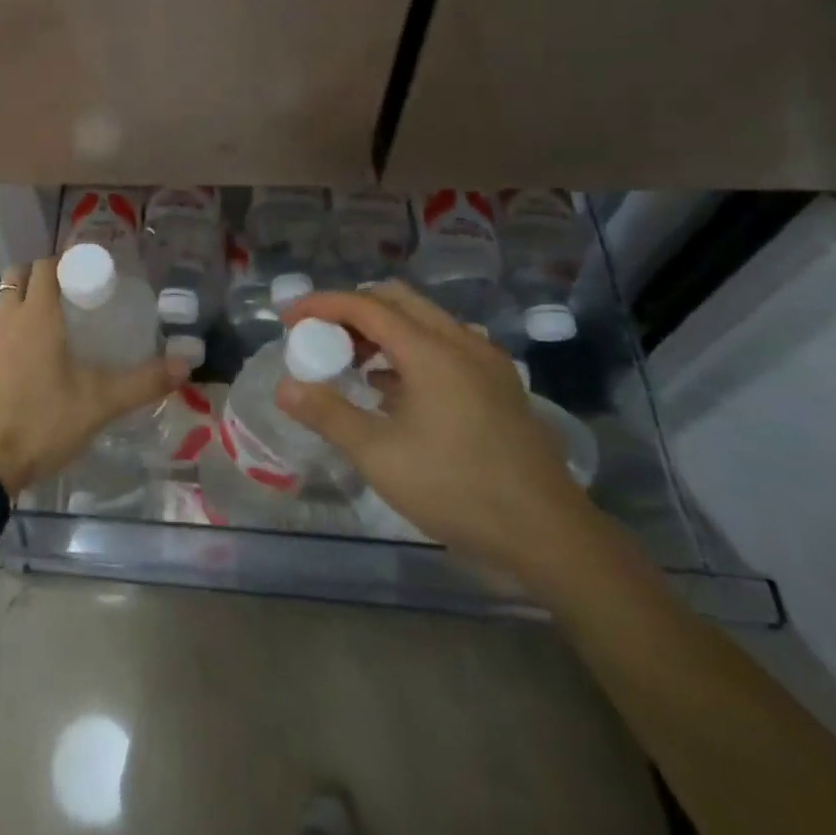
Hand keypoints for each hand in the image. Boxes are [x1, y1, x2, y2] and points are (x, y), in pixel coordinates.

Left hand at [0, 257, 190, 496]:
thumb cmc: (43, 421)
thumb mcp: (100, 403)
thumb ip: (143, 381)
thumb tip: (185, 363)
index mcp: (37, 315)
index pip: (46, 267)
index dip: (65, 263)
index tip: (86, 275)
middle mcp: (6, 319)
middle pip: (18, 277)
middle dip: (40, 277)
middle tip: (67, 297)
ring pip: (1, 306)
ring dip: (20, 306)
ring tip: (47, 331)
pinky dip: (4, 338)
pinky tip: (22, 366)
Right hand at [276, 281, 594, 579]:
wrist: (551, 536)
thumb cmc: (458, 489)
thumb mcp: (380, 456)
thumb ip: (328, 414)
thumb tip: (284, 387)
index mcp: (431, 349)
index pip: (365, 305)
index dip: (321, 305)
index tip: (288, 319)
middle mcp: (460, 341)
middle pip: (396, 300)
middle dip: (351, 310)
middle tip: (321, 338)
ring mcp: (485, 362)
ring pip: (422, 320)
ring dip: (381, 329)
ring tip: (352, 363)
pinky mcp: (498, 384)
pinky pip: (443, 345)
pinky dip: (409, 350)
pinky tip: (393, 391)